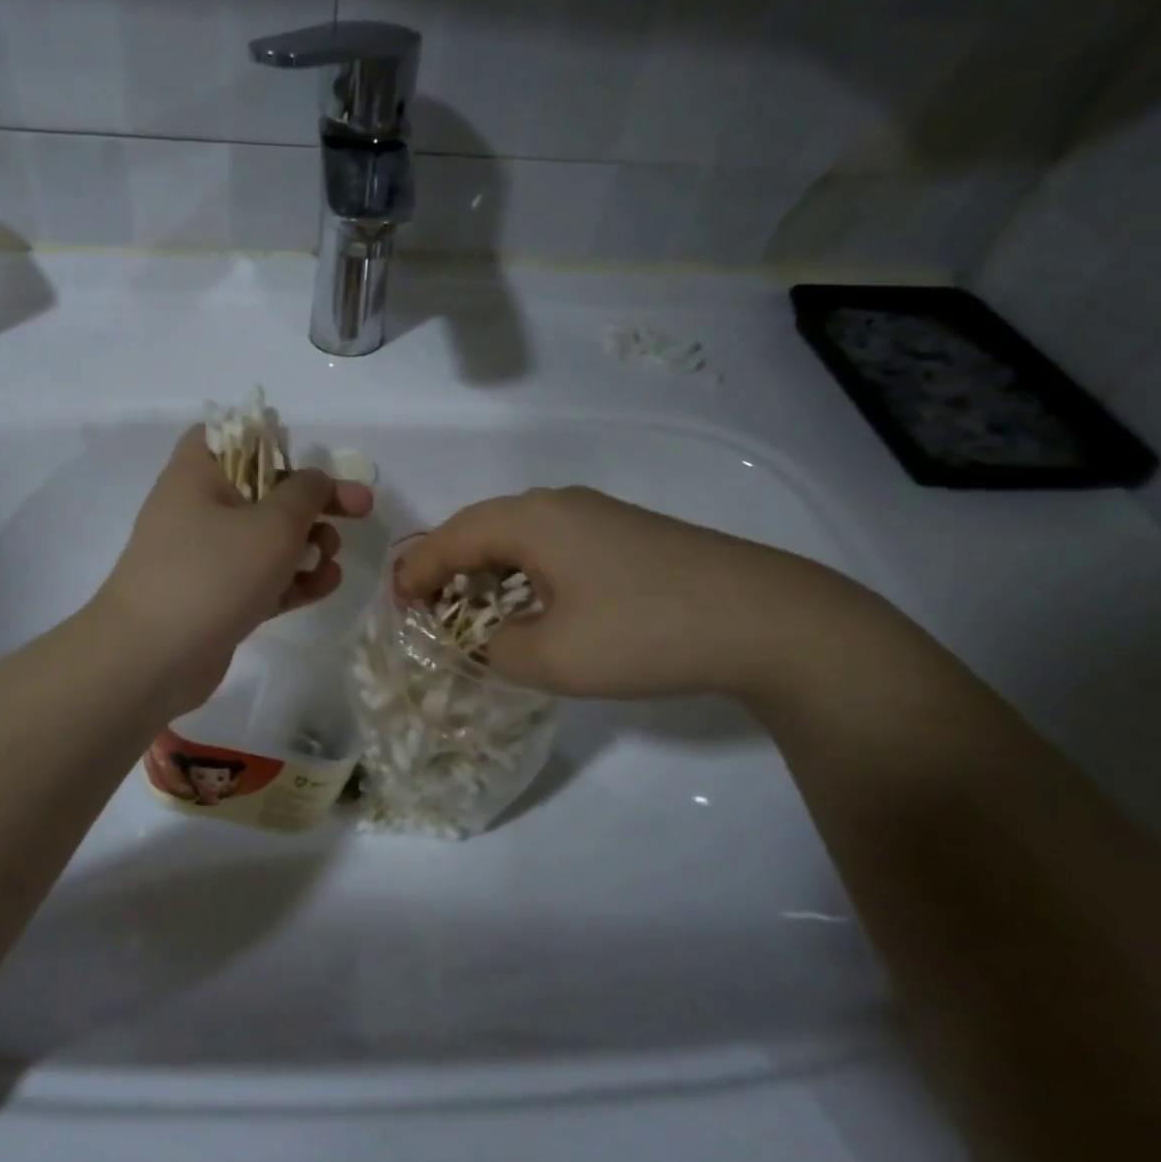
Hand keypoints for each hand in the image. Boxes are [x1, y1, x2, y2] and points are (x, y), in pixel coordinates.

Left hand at [95, 425, 373, 711]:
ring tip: (332, 560)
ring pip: (267, 539)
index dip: (277, 446)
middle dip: (314, 503)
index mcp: (198, 472)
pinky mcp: (217, 598)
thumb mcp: (272, 524)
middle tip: (358, 512)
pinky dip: (293, 579)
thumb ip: (306, 493)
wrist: (151, 659)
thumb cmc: (212, 573)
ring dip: (308, 545)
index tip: (311, 468)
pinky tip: (326, 586)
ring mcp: (206, 557)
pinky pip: (262, 578)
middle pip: (265, 490)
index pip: (236, 437)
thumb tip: (315, 481)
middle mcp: (199, 508)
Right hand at [394, 487, 849, 701]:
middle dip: (445, 571)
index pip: (447, 539)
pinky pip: (551, 546)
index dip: (414, 574)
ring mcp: (595, 515)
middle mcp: (554, 504)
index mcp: (526, 520)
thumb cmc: (642, 632)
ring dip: (486, 573)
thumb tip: (483, 643)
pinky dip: (524, 574)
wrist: (765, 618)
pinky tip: (534, 608)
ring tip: (473, 615)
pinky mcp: (624, 533)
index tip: (395, 611)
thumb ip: (493, 651)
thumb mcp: (550, 657)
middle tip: (426, 613)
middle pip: (478, 530)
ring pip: (516, 538)